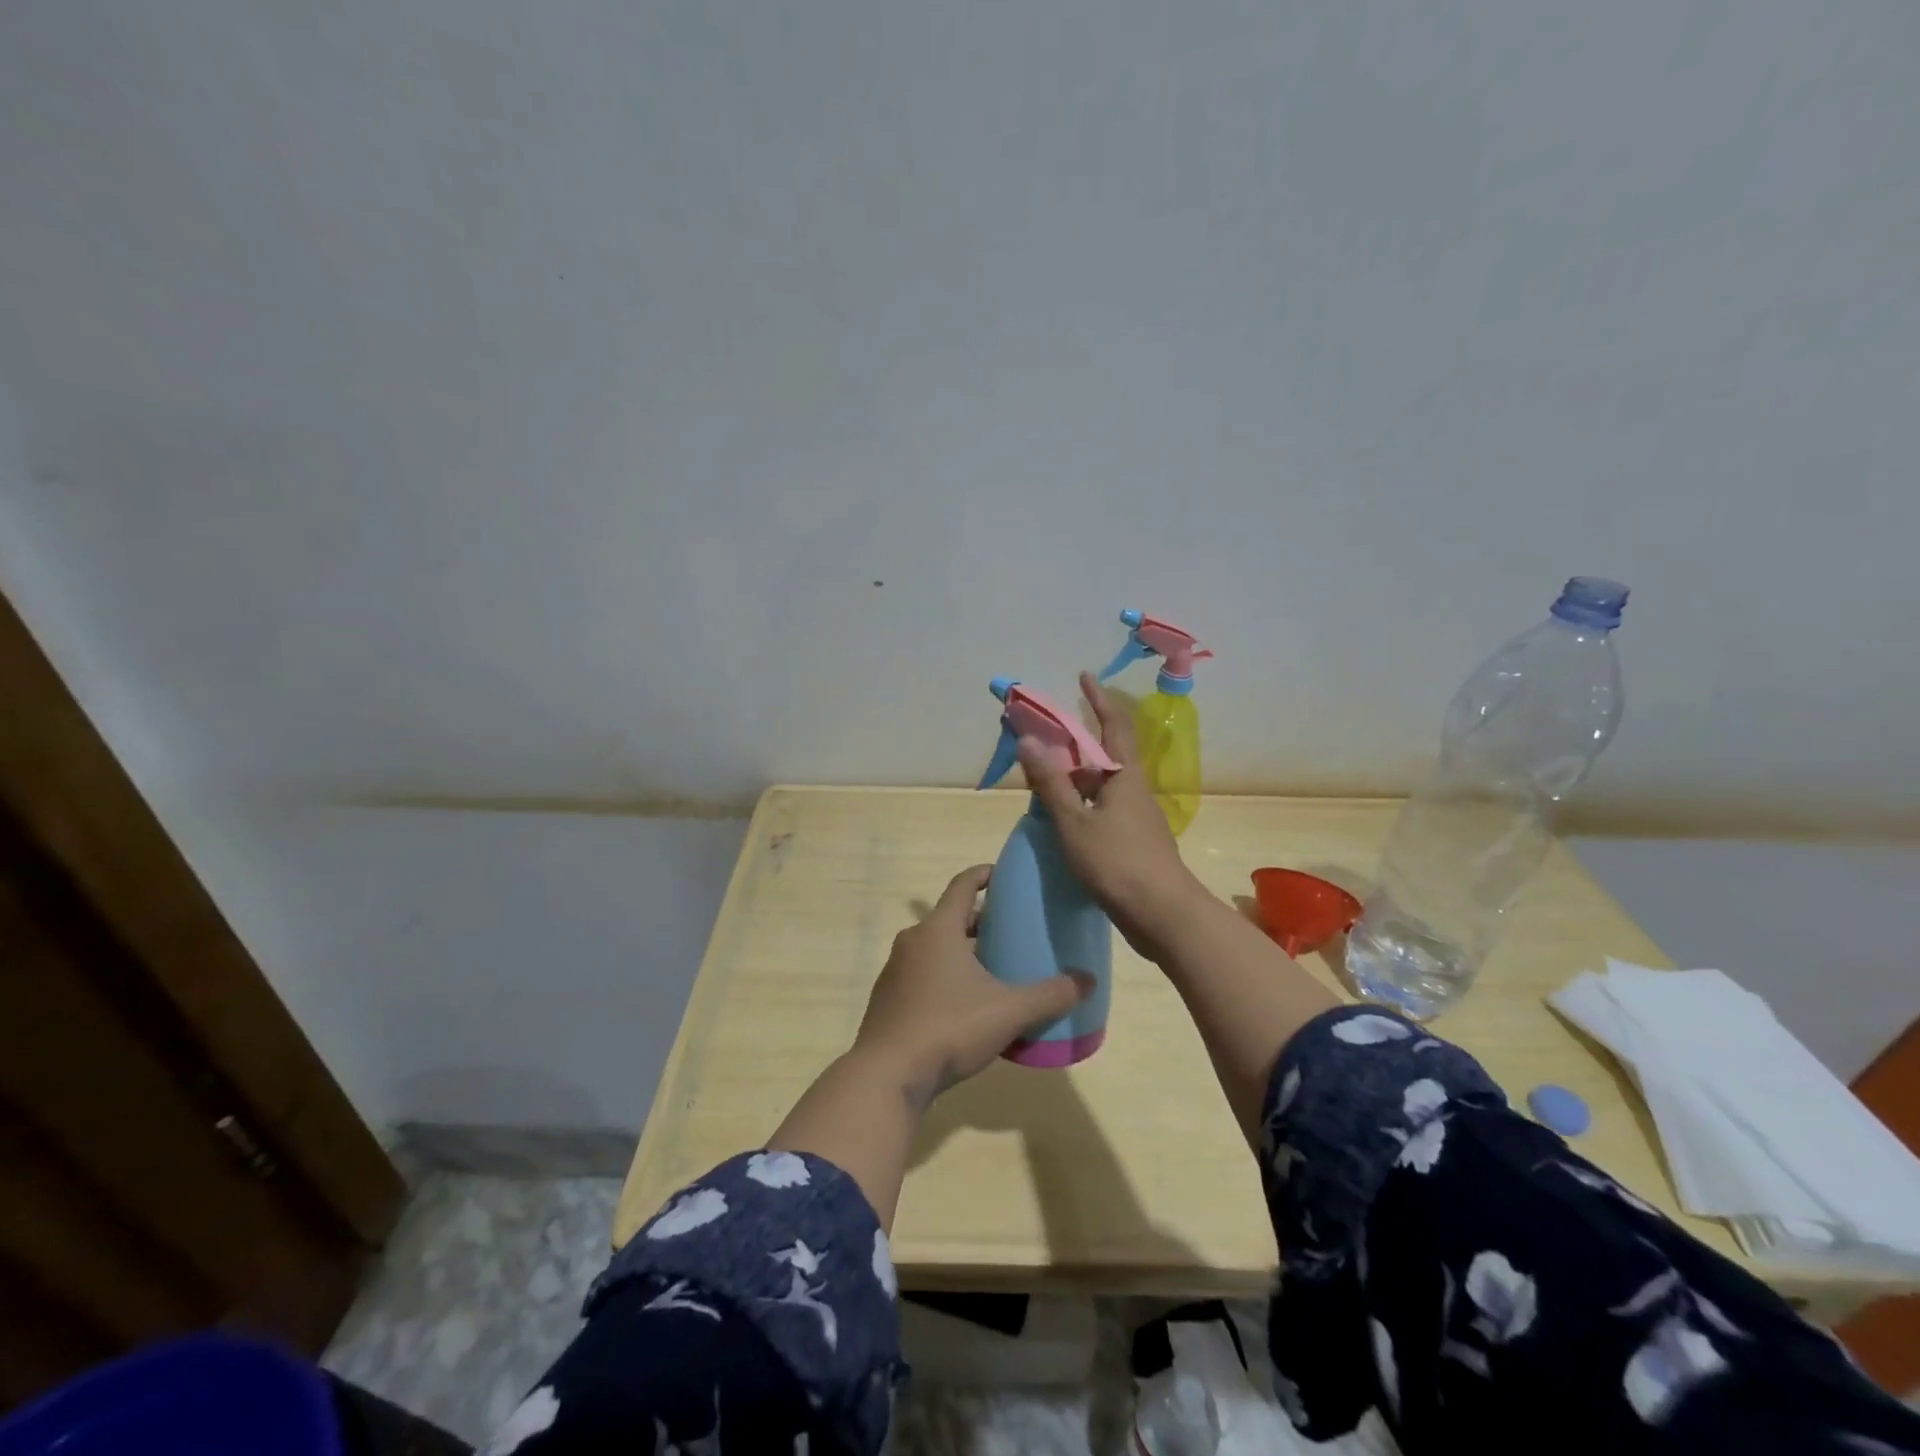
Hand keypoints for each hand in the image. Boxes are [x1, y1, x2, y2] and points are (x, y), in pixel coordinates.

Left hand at [852, 864, 1091, 1105]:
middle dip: (979, 920)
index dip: (983, 874)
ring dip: (961, 950)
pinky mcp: (888, 998)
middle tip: (1010, 931)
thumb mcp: (1009, 1012)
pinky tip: (964, 1004)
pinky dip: (944, 975)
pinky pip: (921, 973)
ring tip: (992, 968)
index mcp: (938, 930)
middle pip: (950, 917)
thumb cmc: (949, 1028)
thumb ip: (1050, 995)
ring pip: (934, 947)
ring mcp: (895, 970)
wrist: (887, 1075)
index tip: (1004, 875)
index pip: (962, 885)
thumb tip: (1088, 980)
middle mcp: (913, 941)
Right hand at [1018, 670, 1207, 958]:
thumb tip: (1029, 740)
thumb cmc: (1117, 862)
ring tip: (1042, 778)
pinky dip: (1080, 803)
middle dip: (1076, 742)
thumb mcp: (1074, 822)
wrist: (1162, 914)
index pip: (1113, 725)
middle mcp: (1133, 789)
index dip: (1098, 699)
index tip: (1083, 677)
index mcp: (1124, 776)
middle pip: (1104, 754)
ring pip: (1101, 785)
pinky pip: (1102, 809)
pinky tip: (1061, 817)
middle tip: (1044, 737)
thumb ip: (1051, 783)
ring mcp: (1136, 817)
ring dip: (1075, 776)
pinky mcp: (1133, 841)